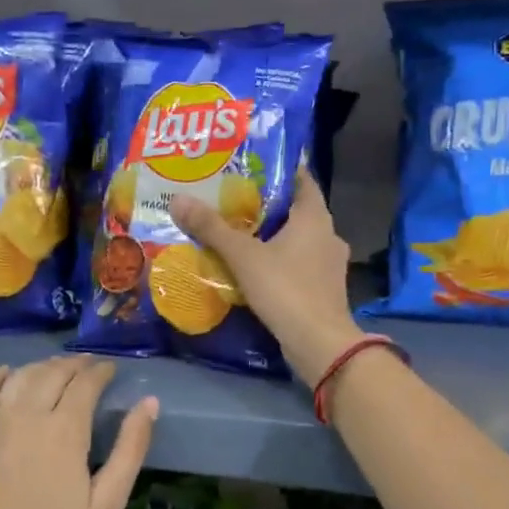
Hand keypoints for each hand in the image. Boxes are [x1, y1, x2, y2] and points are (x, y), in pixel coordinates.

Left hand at [0, 356, 156, 508]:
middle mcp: (26, 416)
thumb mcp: (106, 505)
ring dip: (41, 366)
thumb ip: (130, 450)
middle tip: (88, 366)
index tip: (111, 369)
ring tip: (56, 369)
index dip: (100, 371)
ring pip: (19, 377)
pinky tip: (5, 374)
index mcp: (64, 431)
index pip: (85, 383)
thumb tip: (149, 403)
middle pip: (52, 373)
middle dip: (74, 364)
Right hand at [169, 168, 363, 382]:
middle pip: (298, 210)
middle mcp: (328, 235)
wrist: (319, 343)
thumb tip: (178, 199)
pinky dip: (280, 261)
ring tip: (240, 233)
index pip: (302, 179)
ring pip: (299, 240)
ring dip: (274, 236)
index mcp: (315, 218)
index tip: (252, 165)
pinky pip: (299, 264)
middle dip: (268, 205)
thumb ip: (212, 228)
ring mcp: (330, 265)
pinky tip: (256, 268)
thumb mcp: (243, 256)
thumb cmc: (285, 289)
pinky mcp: (324, 289)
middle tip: (234, 198)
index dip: (280, 169)